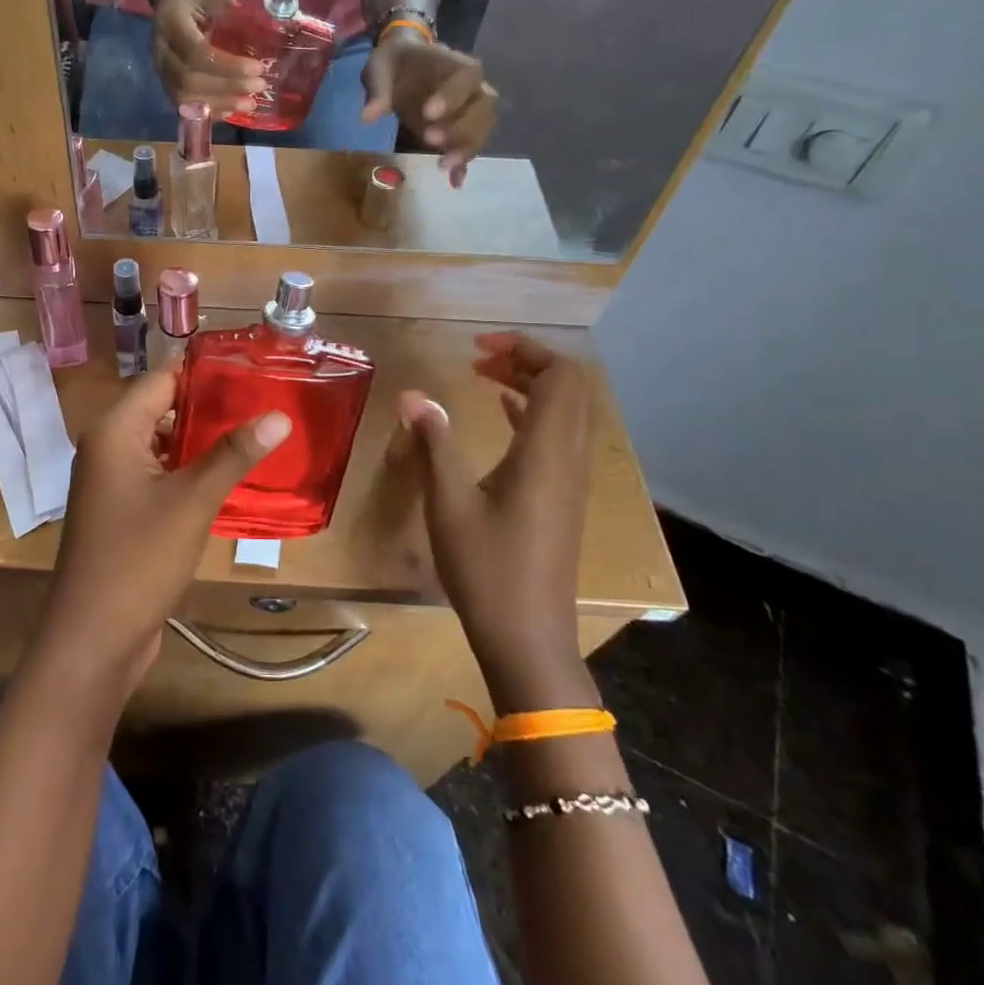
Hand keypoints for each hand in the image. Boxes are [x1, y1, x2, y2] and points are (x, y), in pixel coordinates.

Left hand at [32, 368, 291, 693]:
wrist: (93, 639)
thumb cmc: (138, 559)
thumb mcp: (193, 501)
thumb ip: (234, 455)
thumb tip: (279, 415)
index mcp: (115, 431)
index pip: (162, 379)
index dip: (205, 372)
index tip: (253, 370)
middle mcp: (108, 447)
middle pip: (162, 409)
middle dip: (210, 407)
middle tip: (264, 403)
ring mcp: (112, 481)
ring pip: (163, 444)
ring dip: (202, 441)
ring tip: (255, 435)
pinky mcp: (121, 510)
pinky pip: (158, 475)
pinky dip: (189, 471)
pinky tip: (228, 478)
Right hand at [151, 0, 265, 115]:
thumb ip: (233, 18)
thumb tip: (263, 45)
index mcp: (170, 23)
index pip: (197, 53)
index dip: (228, 66)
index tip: (257, 68)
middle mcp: (160, 50)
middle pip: (189, 80)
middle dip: (227, 87)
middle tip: (259, 86)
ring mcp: (160, 69)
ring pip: (185, 97)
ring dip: (220, 104)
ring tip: (250, 104)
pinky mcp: (166, 82)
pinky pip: (185, 105)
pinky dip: (211, 110)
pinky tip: (232, 110)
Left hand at [361, 29, 497, 184]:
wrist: (403, 64)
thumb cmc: (395, 62)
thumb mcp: (381, 67)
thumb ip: (379, 89)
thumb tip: (368, 116)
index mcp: (456, 65)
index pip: (468, 77)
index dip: (453, 96)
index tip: (428, 113)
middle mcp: (472, 88)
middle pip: (484, 107)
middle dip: (462, 127)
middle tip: (430, 140)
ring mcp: (470, 111)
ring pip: (482, 129)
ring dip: (465, 148)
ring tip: (441, 164)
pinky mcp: (460, 130)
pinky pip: (469, 147)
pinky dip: (463, 165)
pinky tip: (454, 182)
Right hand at [397, 333, 593, 676]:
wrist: (528, 637)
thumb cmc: (486, 569)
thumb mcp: (448, 503)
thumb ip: (434, 442)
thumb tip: (412, 394)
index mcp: (546, 453)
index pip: (560, 376)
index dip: (525, 349)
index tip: (477, 347)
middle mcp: (569, 459)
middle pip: (570, 387)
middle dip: (528, 360)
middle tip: (479, 359)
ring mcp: (570, 480)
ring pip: (566, 411)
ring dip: (530, 385)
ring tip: (484, 376)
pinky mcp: (562, 497)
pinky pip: (557, 436)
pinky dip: (532, 413)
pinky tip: (501, 413)